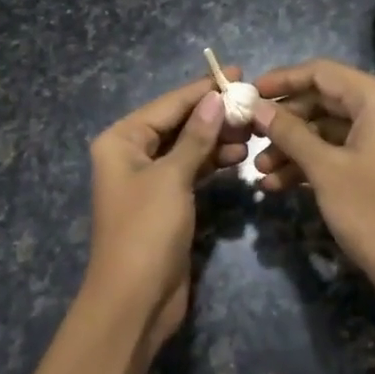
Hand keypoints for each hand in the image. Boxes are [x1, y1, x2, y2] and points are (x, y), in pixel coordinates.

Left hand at [86, 69, 250, 344]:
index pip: (168, 105)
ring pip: (188, 148)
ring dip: (217, 139)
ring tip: (252, 132)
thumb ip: (196, 137)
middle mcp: (131, 154)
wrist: (135, 301)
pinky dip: (213, 163)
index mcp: (121, 140)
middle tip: (253, 106)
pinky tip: (240, 158)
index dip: (203, 88)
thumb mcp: (172, 178)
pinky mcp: (166, 202)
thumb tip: (214, 98)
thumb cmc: (146, 231)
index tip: (237, 72)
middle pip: (178, 123)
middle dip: (214, 114)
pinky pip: (191, 171)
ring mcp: (149, 180)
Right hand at [252, 59, 374, 299]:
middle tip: (250, 135)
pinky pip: (341, 150)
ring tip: (260, 171)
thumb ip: (289, 132)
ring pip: (329, 129)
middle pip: (324, 100)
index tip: (248, 93)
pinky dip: (312, 162)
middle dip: (285, 121)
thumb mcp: (324, 168)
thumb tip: (256, 106)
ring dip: (293, 147)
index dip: (282, 80)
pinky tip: (277, 183)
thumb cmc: (372, 210)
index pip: (322, 73)